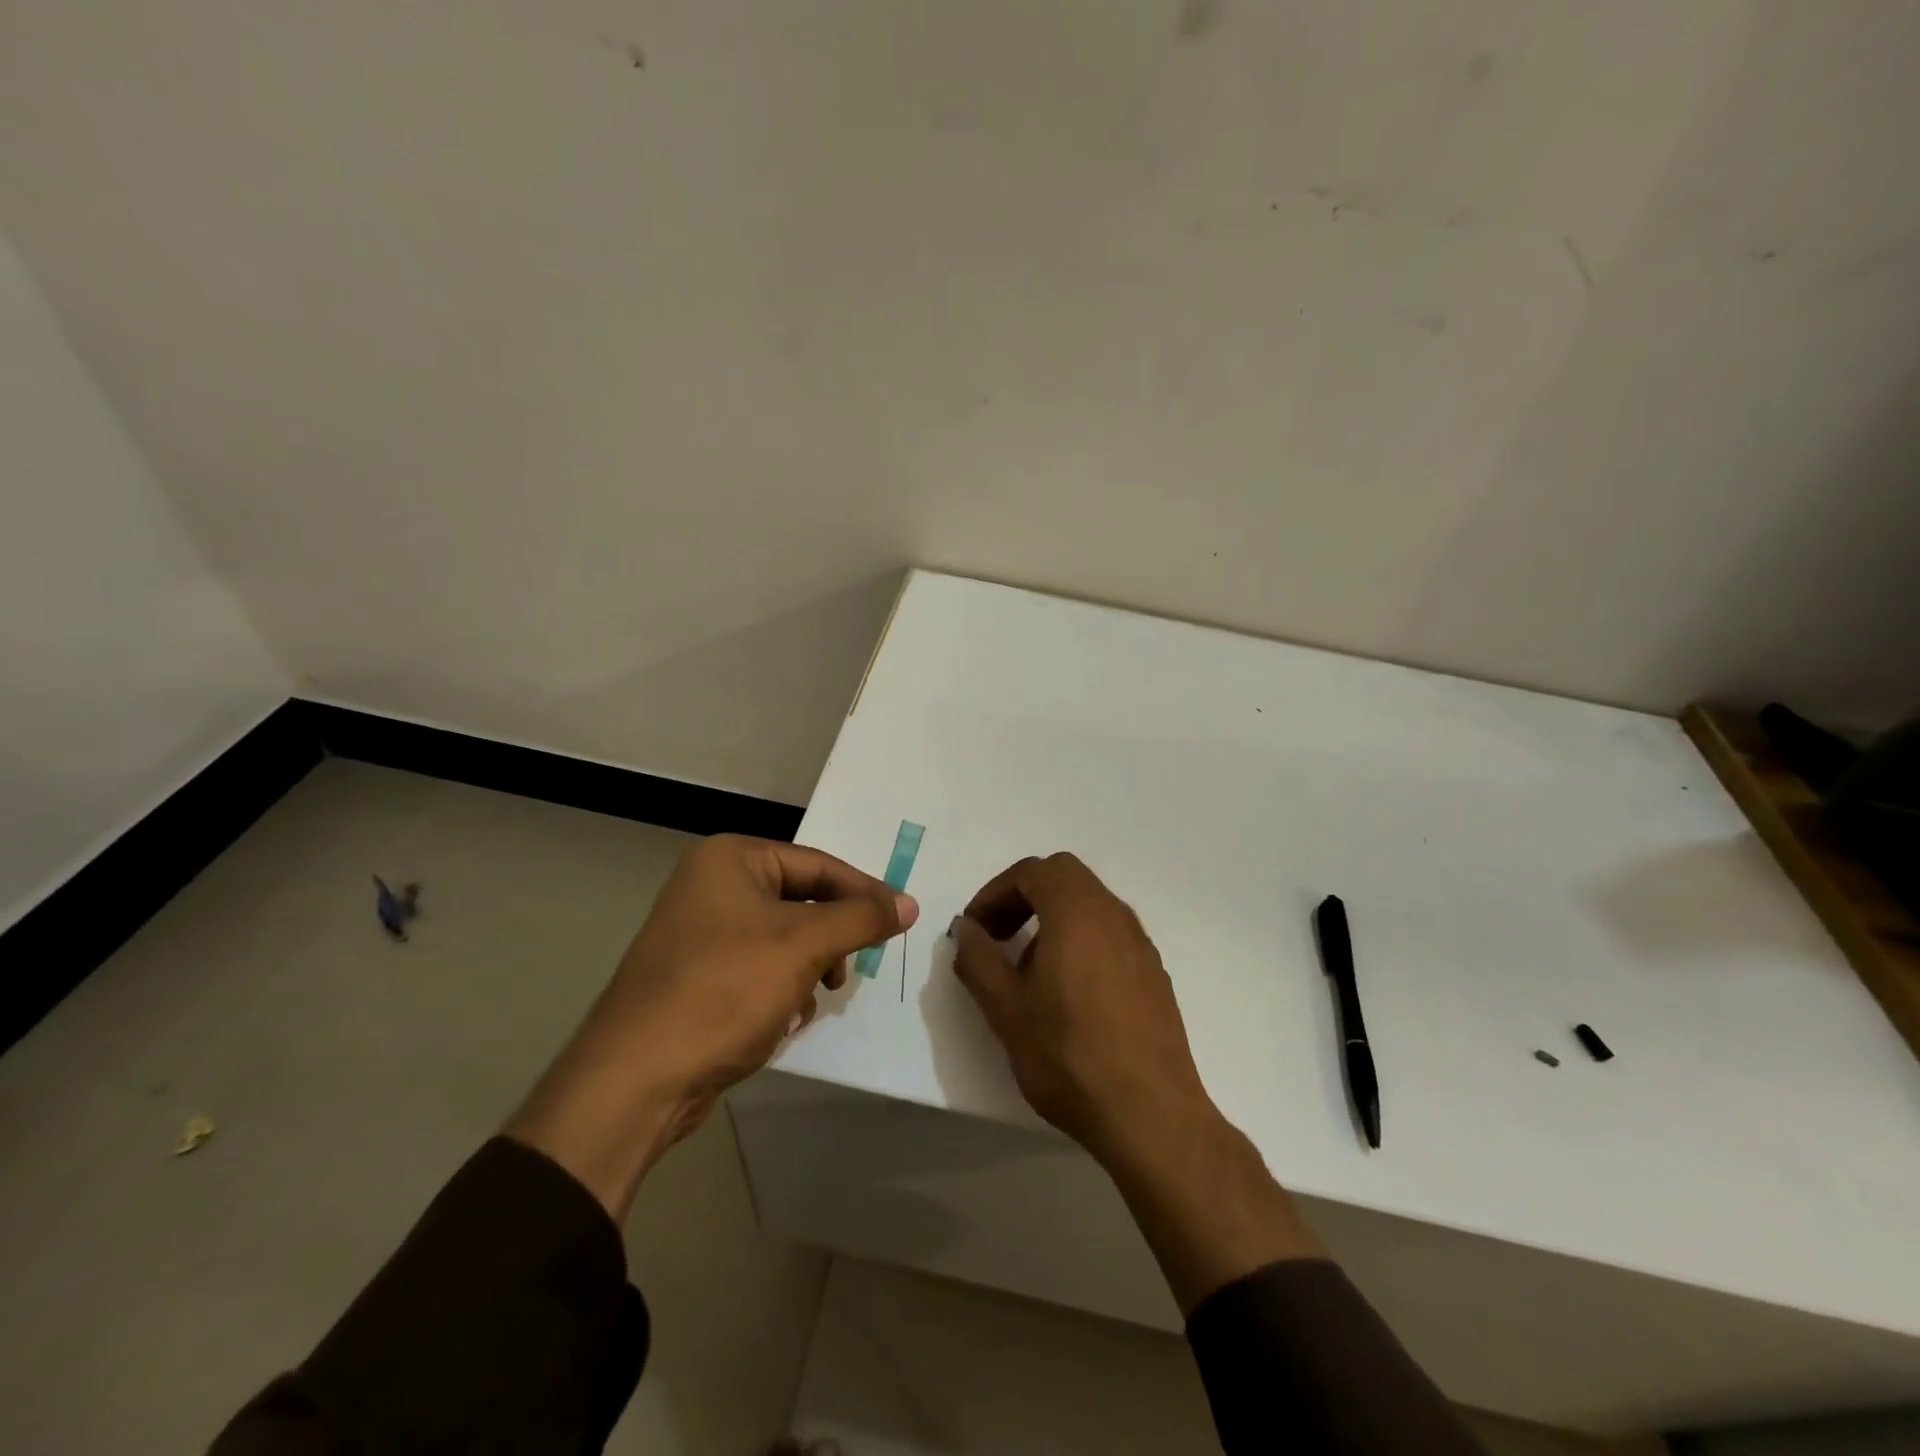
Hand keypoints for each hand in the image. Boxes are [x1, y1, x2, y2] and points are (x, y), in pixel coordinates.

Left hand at [508, 835, 917, 1218]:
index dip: (864, 892)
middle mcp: (711, 884)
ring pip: (783, 937)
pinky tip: (786, 1018)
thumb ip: (861, 918)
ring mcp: (700, 931)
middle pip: (800, 900)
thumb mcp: (803, 945)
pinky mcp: (697, 974)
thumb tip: (909, 903)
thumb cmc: (725, 990)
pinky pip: (758, 966)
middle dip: (831, 936)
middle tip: (854, 965)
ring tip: (817, 997)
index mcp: (731, 859)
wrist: (636, 1078)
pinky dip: (782, 987)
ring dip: (809, 965)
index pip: (818, 864)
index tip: (902, 920)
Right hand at [952, 852, 1323, 1310]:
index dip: (995, 892)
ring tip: (1027, 968)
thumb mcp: (1005, 1009)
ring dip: (1051, 918)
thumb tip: (967, 929)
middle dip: (1023, 897)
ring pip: (1089, 904)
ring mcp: (1140, 943)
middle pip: (1064, 877)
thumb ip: (978, 959)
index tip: (975, 929)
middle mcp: (1114, 914)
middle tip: (998, 936)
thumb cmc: (1069, 1055)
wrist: (1150, 1114)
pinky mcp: (1153, 972)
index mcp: (1077, 911)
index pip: (1032, 871)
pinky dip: (1079, 939)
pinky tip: (1066, 992)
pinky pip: (1109, 933)